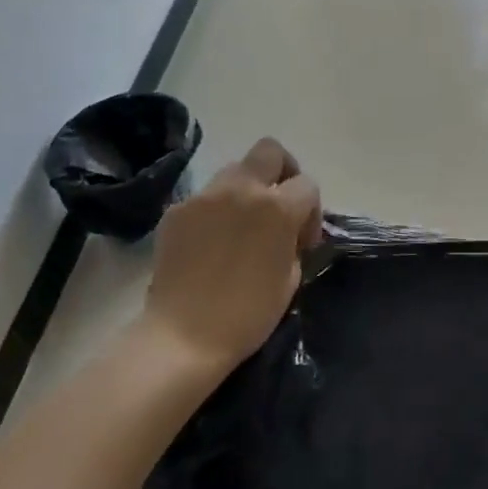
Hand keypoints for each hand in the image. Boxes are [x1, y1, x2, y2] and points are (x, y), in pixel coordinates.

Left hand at [142, 137, 322, 370]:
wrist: (183, 336)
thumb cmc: (248, 314)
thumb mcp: (290, 278)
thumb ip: (293, 241)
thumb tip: (287, 232)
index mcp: (277, 207)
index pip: (307, 184)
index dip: (311, 211)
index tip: (302, 240)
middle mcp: (241, 189)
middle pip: (269, 151)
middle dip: (282, 171)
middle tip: (278, 206)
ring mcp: (204, 196)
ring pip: (234, 171)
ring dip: (246, 190)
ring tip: (242, 226)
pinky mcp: (176, 210)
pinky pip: (205, 198)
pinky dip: (215, 211)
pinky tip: (211, 243)